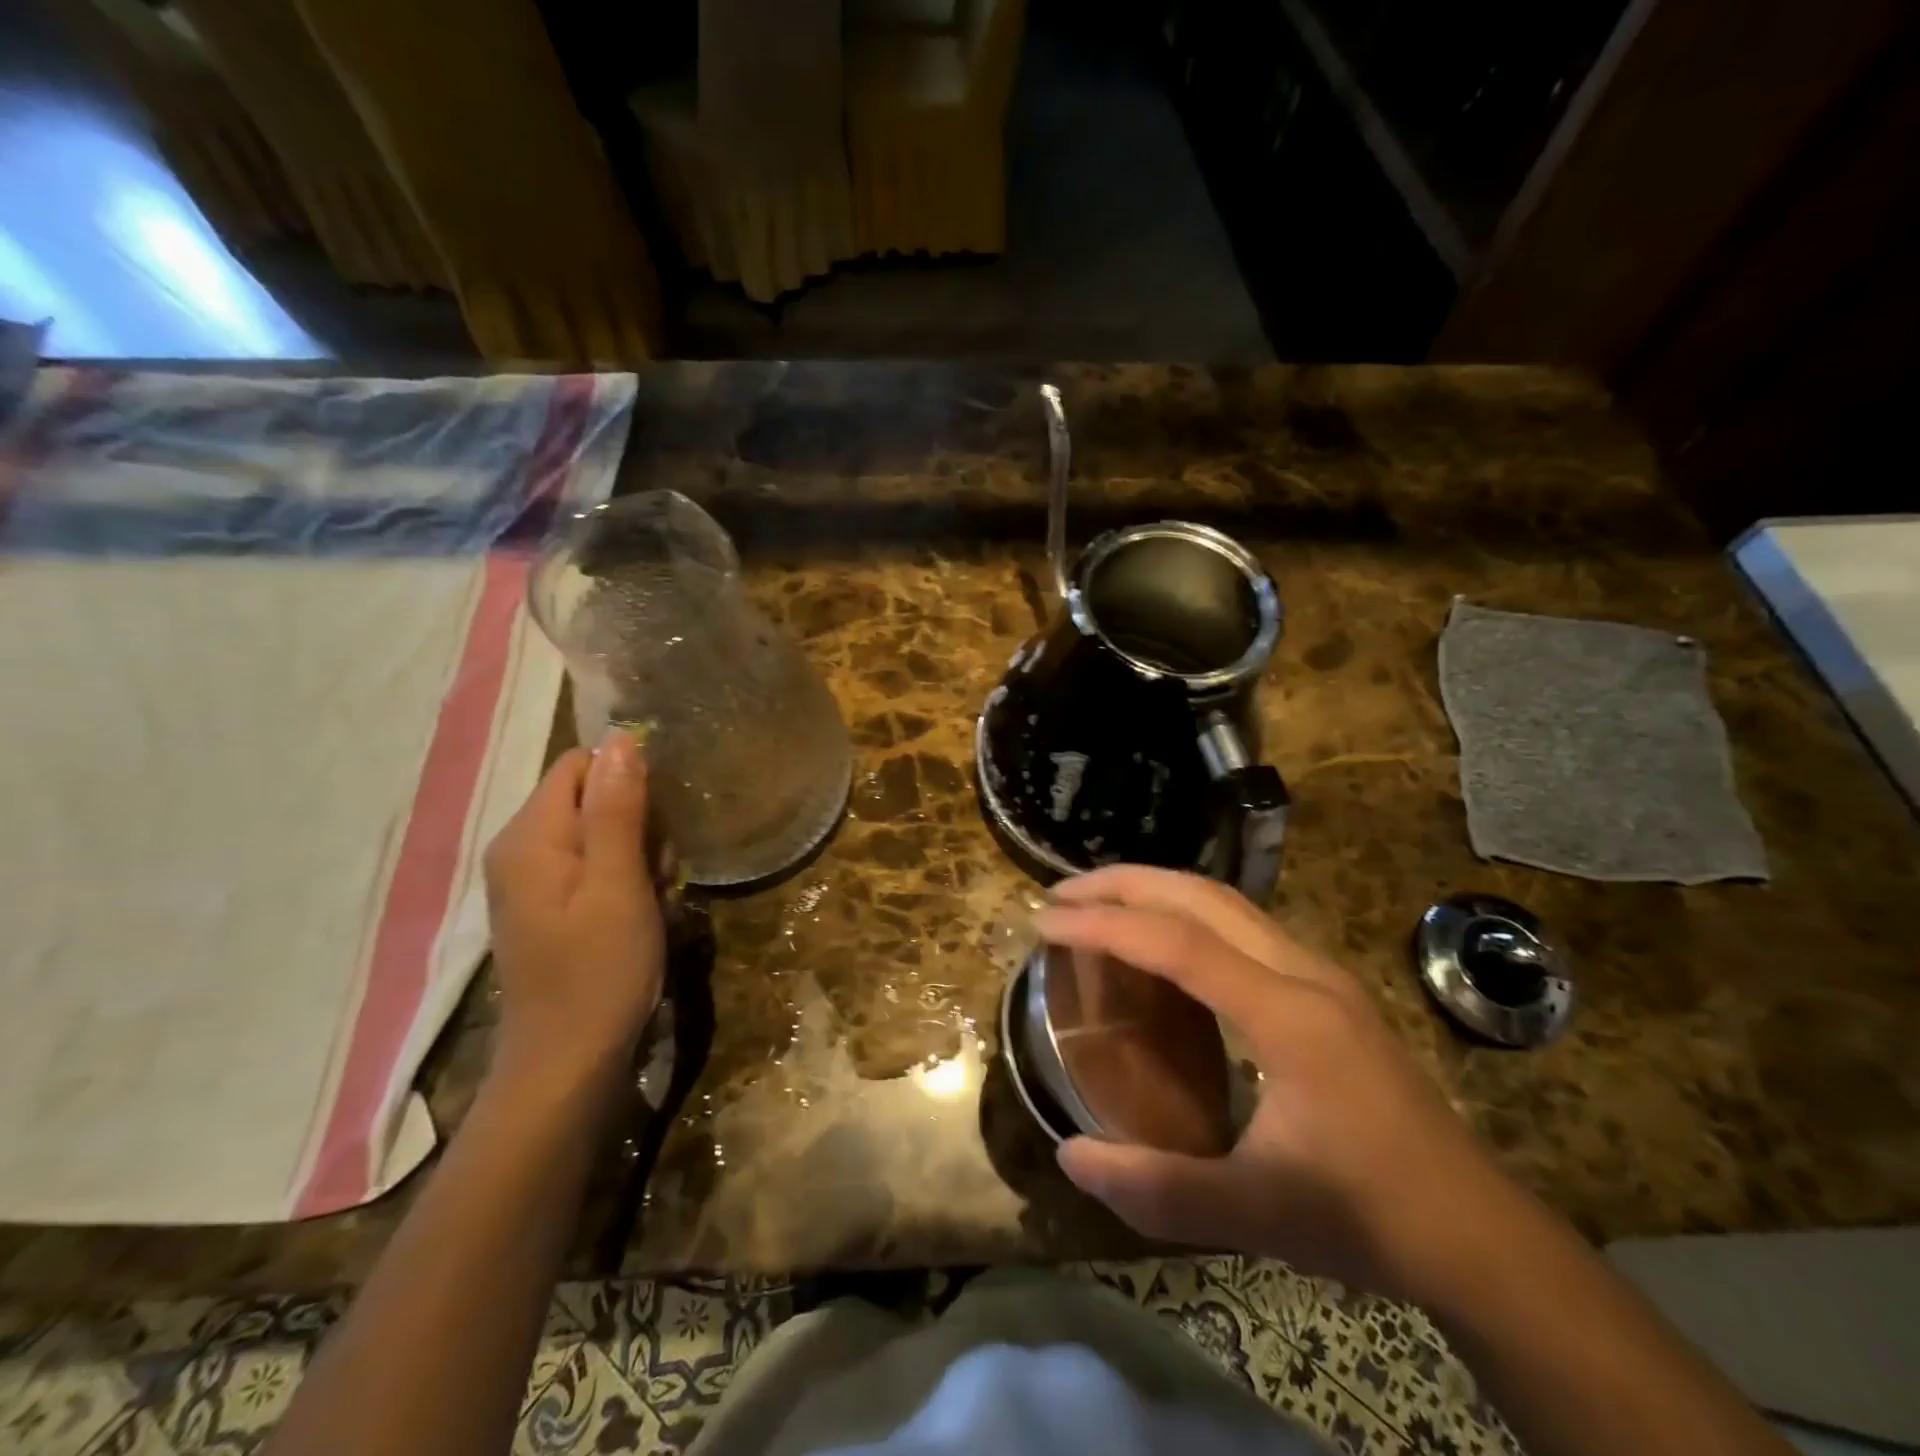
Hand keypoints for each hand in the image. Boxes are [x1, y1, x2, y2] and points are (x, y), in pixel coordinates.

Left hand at [482, 730, 665, 1088]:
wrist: (569, 1062)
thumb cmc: (599, 971)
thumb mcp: (618, 885)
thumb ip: (617, 810)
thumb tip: (619, 738)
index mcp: (529, 836)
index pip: (582, 765)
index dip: (629, 783)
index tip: (656, 829)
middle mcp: (520, 848)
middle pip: (592, 796)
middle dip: (639, 824)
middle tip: (659, 873)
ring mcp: (533, 879)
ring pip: (601, 831)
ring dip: (640, 854)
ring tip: (654, 898)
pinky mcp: (550, 904)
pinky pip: (596, 864)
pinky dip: (627, 879)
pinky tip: (643, 911)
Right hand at [1036, 866, 1510, 1298]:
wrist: (1478, 1235)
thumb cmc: (1367, 1218)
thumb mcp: (1253, 1215)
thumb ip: (1156, 1189)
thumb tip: (1068, 1157)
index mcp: (1288, 1015)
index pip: (1178, 943)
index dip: (1104, 924)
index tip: (1045, 921)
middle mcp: (1305, 972)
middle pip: (1203, 895)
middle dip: (1126, 883)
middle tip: (1062, 895)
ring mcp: (1321, 973)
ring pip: (1227, 900)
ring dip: (1159, 889)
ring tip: (1101, 903)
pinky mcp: (1327, 988)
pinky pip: (1244, 923)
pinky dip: (1188, 912)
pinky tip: (1165, 942)